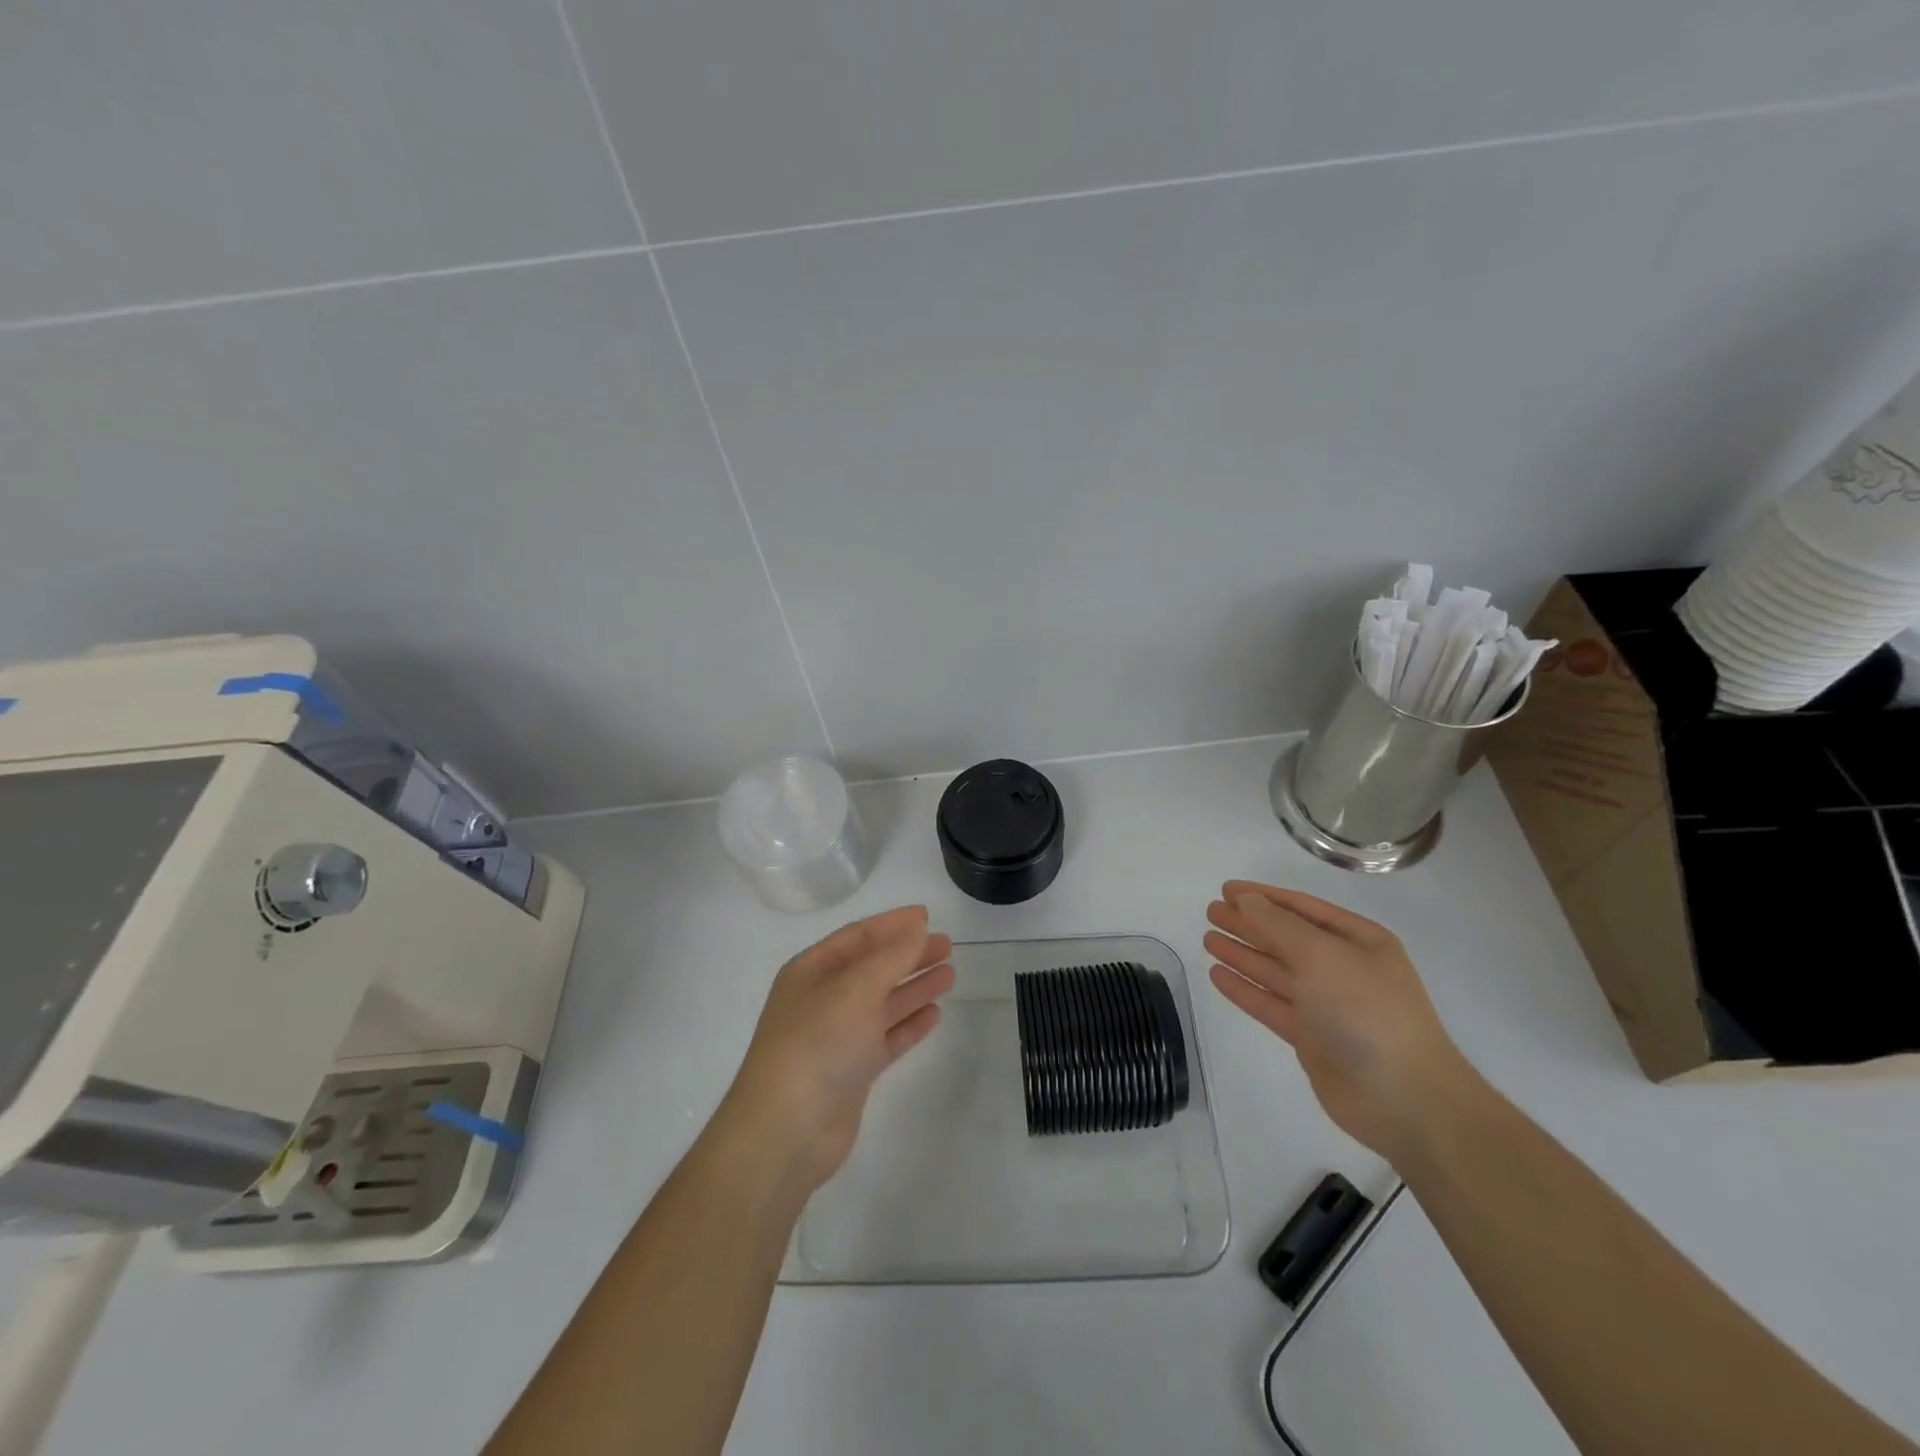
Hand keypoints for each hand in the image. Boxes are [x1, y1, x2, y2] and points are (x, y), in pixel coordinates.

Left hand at [716, 906, 954, 1200]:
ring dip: (914, 987)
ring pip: (883, 1002)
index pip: (857, 937)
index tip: (927, 916)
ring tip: (950, 974)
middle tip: (947, 944)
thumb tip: (917, 930)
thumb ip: (891, 958)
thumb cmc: (816, 1045)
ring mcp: (838, 1037)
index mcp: (811, 971)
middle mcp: (823, 999)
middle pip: (873, 967)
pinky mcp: (853, 1071)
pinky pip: (886, 1037)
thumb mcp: (854, 990)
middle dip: (908, 954)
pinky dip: (909, 1024)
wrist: (786, 1131)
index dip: (892, 924)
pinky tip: (934, 1013)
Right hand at [1204, 880, 1476, 1165]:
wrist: (1403, 1099)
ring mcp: (1327, 1004)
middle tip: (1211, 912)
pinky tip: (1218, 975)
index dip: (1263, 897)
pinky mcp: (1311, 1038)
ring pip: (1276, 971)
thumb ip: (1279, 925)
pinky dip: (1245, 989)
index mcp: (1359, 941)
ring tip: (1208, 939)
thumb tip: (1247, 901)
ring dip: (1243, 954)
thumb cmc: (1366, 1011)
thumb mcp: (1322, 955)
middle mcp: (1343, 968)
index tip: (1226, 890)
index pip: (1302, 908)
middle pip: (1286, 938)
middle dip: (1249, 924)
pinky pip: (1271, 1004)